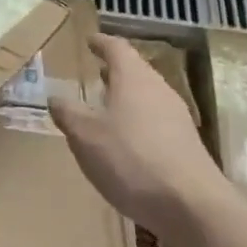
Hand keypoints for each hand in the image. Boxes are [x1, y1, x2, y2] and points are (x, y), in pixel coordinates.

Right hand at [50, 33, 229, 245]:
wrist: (192, 205)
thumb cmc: (131, 159)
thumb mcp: (86, 137)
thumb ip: (68, 114)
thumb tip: (54, 97)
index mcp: (132, 77)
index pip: (116, 47)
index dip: (101, 43)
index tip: (90, 41)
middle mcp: (157, 88)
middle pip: (135, 70)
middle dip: (116, 71)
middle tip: (98, 73)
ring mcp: (177, 115)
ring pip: (148, 95)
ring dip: (128, 97)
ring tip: (110, 107)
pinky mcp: (187, 143)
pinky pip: (158, 120)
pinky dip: (140, 121)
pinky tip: (130, 142)